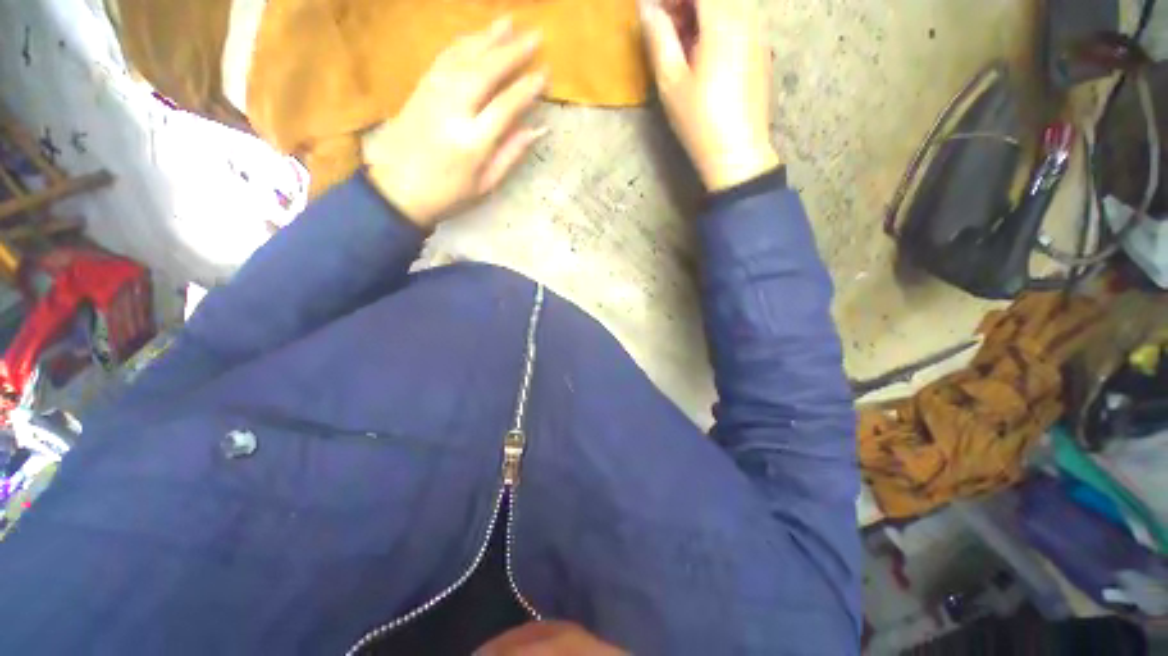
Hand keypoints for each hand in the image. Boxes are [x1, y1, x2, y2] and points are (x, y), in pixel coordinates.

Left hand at [362, 19, 547, 227]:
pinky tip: (474, 36)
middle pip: (485, 72)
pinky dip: (461, 44)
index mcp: (472, 142)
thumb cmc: (448, 195)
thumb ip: (510, 155)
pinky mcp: (419, 89)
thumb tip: (537, 129)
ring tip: (508, 21)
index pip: (505, 107)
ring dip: (487, 38)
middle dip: (511, 52)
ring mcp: (432, 95)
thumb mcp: (485, 185)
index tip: (544, 74)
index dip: (526, 89)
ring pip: (463, 58)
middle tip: (534, 35)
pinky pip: (443, 59)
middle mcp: (453, 111)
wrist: (397, 191)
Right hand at [641, 0, 779, 191]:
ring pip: (728, 8)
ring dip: (700, 15)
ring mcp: (759, 35)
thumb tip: (646, 7)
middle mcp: (747, 18)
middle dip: (685, 4)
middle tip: (663, 25)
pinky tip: (703, 54)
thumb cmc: (700, 121)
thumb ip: (658, 38)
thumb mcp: (671, 83)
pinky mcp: (762, 52)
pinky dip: (717, 26)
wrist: (738, 154)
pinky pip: (739, 23)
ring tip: (680, 42)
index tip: (652, 10)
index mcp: (724, 21)